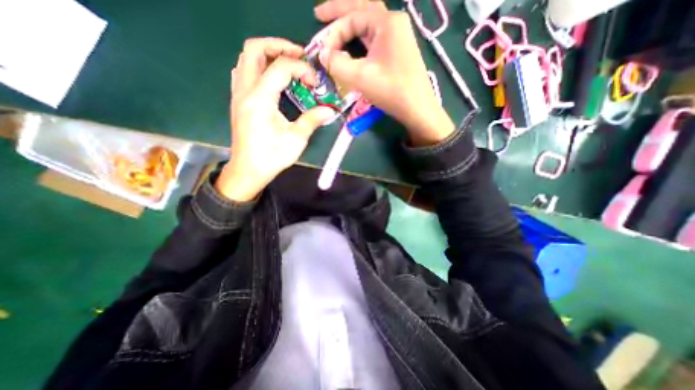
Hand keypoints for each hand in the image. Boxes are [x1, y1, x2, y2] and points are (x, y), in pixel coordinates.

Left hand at [216, 37, 335, 200]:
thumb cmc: (271, 157)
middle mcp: (245, 90)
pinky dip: (260, 67)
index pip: (280, 67)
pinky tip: (274, 80)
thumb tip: (330, 110)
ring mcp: (238, 94)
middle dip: (279, 46)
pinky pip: (245, 72)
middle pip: (254, 49)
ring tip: (289, 65)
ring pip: (247, 58)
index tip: (315, 82)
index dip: (301, 68)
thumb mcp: (296, 139)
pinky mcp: (239, 101)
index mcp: (260, 99)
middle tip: (300, 57)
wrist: (249, 170)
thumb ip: (312, 120)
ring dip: (268, 55)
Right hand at [315, 0, 457, 146]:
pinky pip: (375, 39)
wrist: (417, 108)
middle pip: (362, 10)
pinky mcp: (398, 51)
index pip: (352, 17)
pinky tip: (353, 45)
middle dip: (339, 13)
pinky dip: (360, 40)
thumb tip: (323, 55)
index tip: (322, 52)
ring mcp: (398, 37)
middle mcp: (394, 23)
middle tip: (319, 16)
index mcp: (387, 22)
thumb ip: (337, 63)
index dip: (333, 33)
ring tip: (333, 29)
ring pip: (369, 25)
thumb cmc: (391, 91)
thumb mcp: (360, 77)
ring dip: (350, 26)